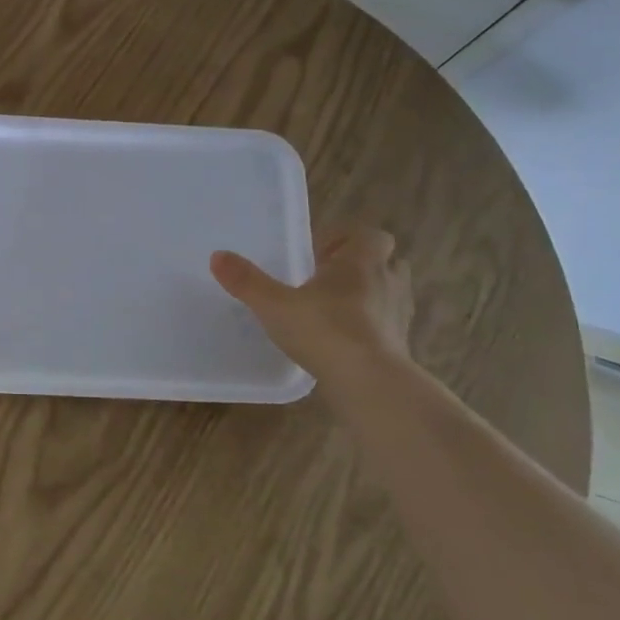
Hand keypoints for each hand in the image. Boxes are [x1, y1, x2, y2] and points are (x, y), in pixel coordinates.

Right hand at [210, 225, 414, 382]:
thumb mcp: (275, 305)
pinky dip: (372, 327)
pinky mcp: (401, 346)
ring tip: (336, 310)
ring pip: (390, 293)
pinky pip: (388, 326)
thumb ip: (247, 281)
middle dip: (360, 265)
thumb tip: (217, 256)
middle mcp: (387, 282)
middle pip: (385, 261)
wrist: (371, 383)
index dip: (346, 238)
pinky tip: (346, 341)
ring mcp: (399, 315)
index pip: (370, 235)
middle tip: (326, 279)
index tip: (318, 254)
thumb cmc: (325, 331)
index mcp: (361, 263)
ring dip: (369, 295)